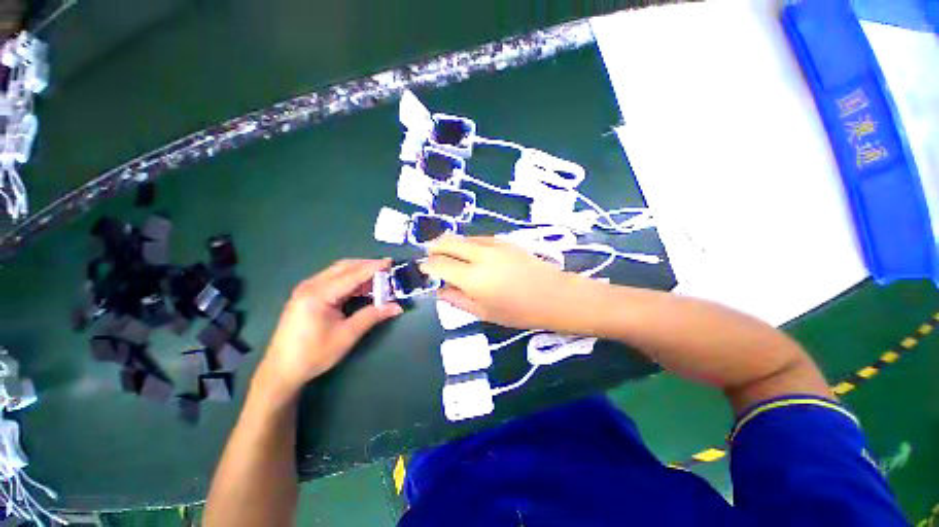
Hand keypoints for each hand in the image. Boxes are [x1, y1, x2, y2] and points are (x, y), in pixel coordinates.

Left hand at [255, 259, 401, 396]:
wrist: (282, 370)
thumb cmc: (314, 354)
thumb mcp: (347, 335)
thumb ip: (372, 316)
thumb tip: (397, 307)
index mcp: (318, 294)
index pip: (352, 275)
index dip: (373, 267)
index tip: (391, 261)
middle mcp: (311, 285)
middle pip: (344, 267)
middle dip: (367, 265)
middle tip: (387, 268)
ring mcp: (307, 289)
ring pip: (338, 272)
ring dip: (359, 272)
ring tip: (379, 277)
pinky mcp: (307, 295)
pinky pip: (333, 280)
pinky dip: (350, 280)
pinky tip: (362, 287)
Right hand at [421, 235, 582, 329]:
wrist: (554, 295)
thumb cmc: (519, 311)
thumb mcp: (484, 313)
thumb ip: (457, 300)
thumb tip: (439, 290)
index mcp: (472, 278)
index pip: (439, 263)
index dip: (427, 265)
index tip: (424, 268)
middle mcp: (479, 255)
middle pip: (447, 241)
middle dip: (434, 247)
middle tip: (432, 257)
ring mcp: (493, 244)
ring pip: (463, 237)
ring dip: (452, 244)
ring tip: (451, 256)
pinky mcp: (504, 241)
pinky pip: (478, 238)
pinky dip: (468, 244)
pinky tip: (472, 254)